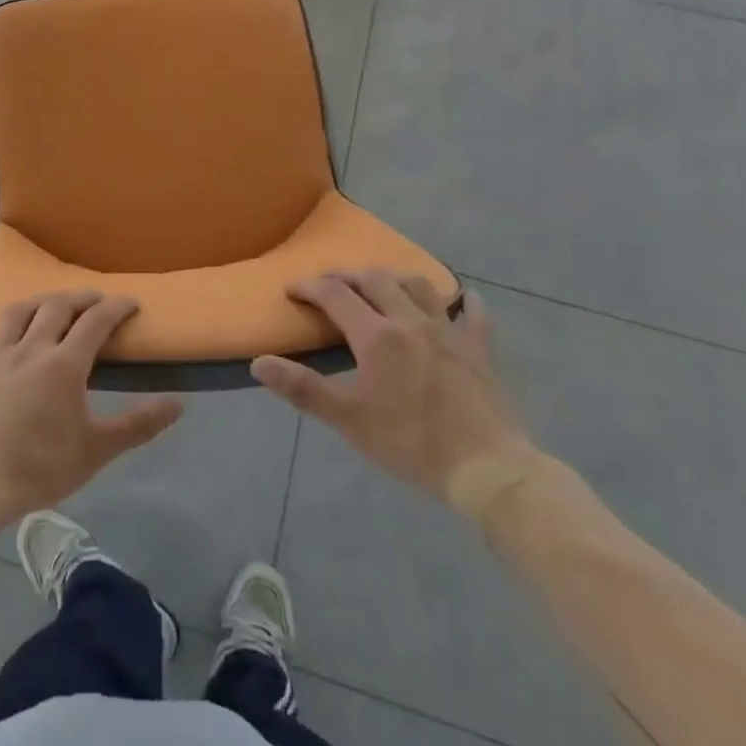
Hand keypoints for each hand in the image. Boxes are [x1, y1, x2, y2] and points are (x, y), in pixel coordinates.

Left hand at [0, 291, 182, 530]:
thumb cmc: (42, 467)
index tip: (130, 301)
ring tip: (48, 304)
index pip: (96, 322)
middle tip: (94, 300)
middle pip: (57, 308)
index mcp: (65, 364)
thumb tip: (178, 403)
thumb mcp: (98, 449)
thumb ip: (139, 424)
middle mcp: (31, 349)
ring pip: (16, 315)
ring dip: (36, 302)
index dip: (116, 307)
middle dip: (80, 298)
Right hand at [252, 270, 532, 508]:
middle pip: (375, 279)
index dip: (309, 287)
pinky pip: (474, 316)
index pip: (334, 295)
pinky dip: (466, 303)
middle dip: (347, 276)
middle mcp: (410, 321)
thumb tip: (258, 363)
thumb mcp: (348, 419)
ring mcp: (449, 332)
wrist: (487, 469)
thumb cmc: (410, 443)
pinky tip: (466, 299)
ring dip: (394, 278)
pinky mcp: (479, 350)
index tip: (292, 290)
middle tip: (330, 284)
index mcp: (376, 335)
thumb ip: (302, 387)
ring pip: (419, 286)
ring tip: (381, 284)